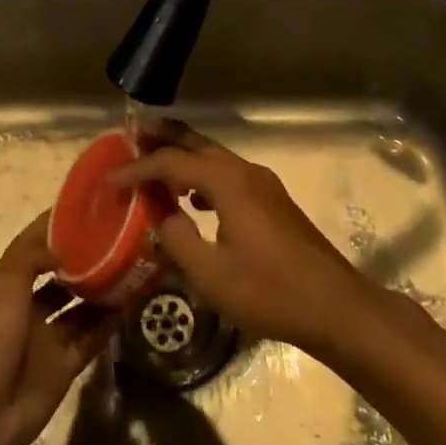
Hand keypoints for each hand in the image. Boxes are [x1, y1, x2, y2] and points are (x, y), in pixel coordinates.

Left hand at [0, 212, 116, 444]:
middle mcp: (27, 308)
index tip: (86, 207)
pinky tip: (129, 303)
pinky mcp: (64, 366)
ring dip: (100, 291)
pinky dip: (108, 323)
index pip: (33, 247)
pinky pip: (91, 339)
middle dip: (83, 260)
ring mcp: (46, 339)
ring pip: (79, 307)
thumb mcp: (5, 286)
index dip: (55, 227)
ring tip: (130, 267)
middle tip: (117, 239)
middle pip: (60, 277)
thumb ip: (31, 257)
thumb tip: (61, 244)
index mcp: (7, 285)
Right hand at [110, 120, 378, 355]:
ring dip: (183, 158)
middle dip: (163, 138)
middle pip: (196, 143)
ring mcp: (263, 184)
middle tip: (131, 137)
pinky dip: (203, 177)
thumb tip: (160, 216)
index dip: (138, 169)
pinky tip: (194, 201)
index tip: (110, 181)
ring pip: (214, 158)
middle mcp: (245, 171)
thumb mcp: (211, 274)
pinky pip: (228, 175)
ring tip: (155, 169)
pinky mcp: (273, 201)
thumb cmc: (269, 291)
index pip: (171, 162)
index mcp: (227, 182)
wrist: (335, 306)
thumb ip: (177, 239)